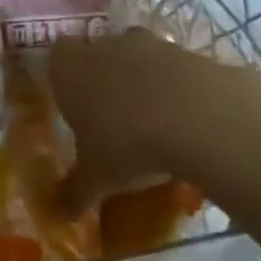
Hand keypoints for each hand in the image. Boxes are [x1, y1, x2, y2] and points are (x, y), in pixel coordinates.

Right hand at [50, 28, 260, 210]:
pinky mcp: (192, 53)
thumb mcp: (97, 178)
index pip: (56, 57)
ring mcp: (151, 45)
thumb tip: (59, 215)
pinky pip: (178, 69)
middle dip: (104, 77)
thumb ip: (75, 192)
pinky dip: (180, 89)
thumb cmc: (128, 144)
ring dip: (143, 80)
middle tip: (111, 115)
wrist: (204, 121)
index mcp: (70, 68)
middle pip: (98, 53)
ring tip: (153, 119)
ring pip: (139, 56)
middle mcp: (105, 47)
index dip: (64, 78)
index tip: (73, 105)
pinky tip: (189, 121)